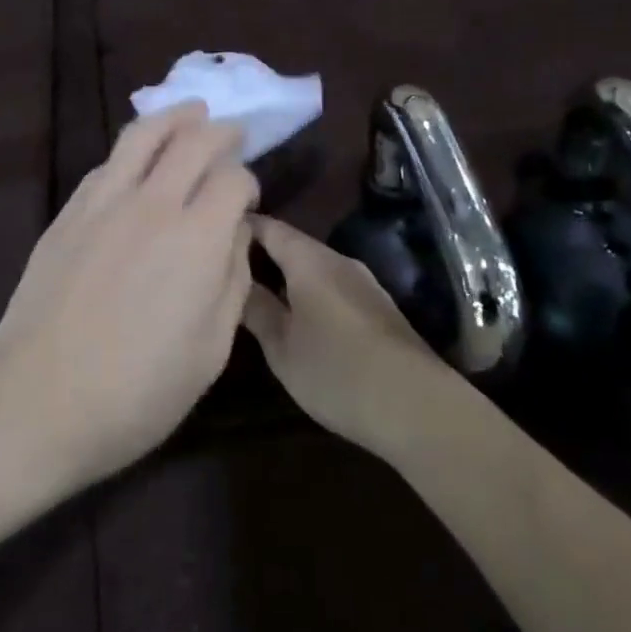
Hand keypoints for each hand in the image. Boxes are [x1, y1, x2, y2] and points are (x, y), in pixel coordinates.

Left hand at [0, 103, 258, 492]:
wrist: (37, 401)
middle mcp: (152, 204)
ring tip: (191, 112)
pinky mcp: (68, 213)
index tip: (246, 200)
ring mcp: (104, 203)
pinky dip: (133, 150)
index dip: (247, 181)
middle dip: (220, 131)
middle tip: (232, 132)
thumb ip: (232, 280)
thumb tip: (234, 232)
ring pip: (143, 136)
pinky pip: (107, 164)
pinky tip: (138, 157)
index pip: (232, 178)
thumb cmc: (136, 391)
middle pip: (193, 141)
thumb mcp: (210, 351)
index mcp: (197, 238)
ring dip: (174, 117)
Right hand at [241, 215, 454, 457]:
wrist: (417, 405)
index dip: (242, 225)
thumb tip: (234, 281)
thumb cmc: (337, 371)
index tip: (213, 231)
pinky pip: (332, 286)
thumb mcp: (282, 347)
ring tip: (257, 291)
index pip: (269, 227)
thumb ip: (256, 309)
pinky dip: (309, 291)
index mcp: (310, 260)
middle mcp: (338, 261)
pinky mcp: (377, 307)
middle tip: (227, 267)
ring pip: (314, 267)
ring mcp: (363, 283)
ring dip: (287, 274)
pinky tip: (298, 313)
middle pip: (293, 245)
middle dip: (262, 252)